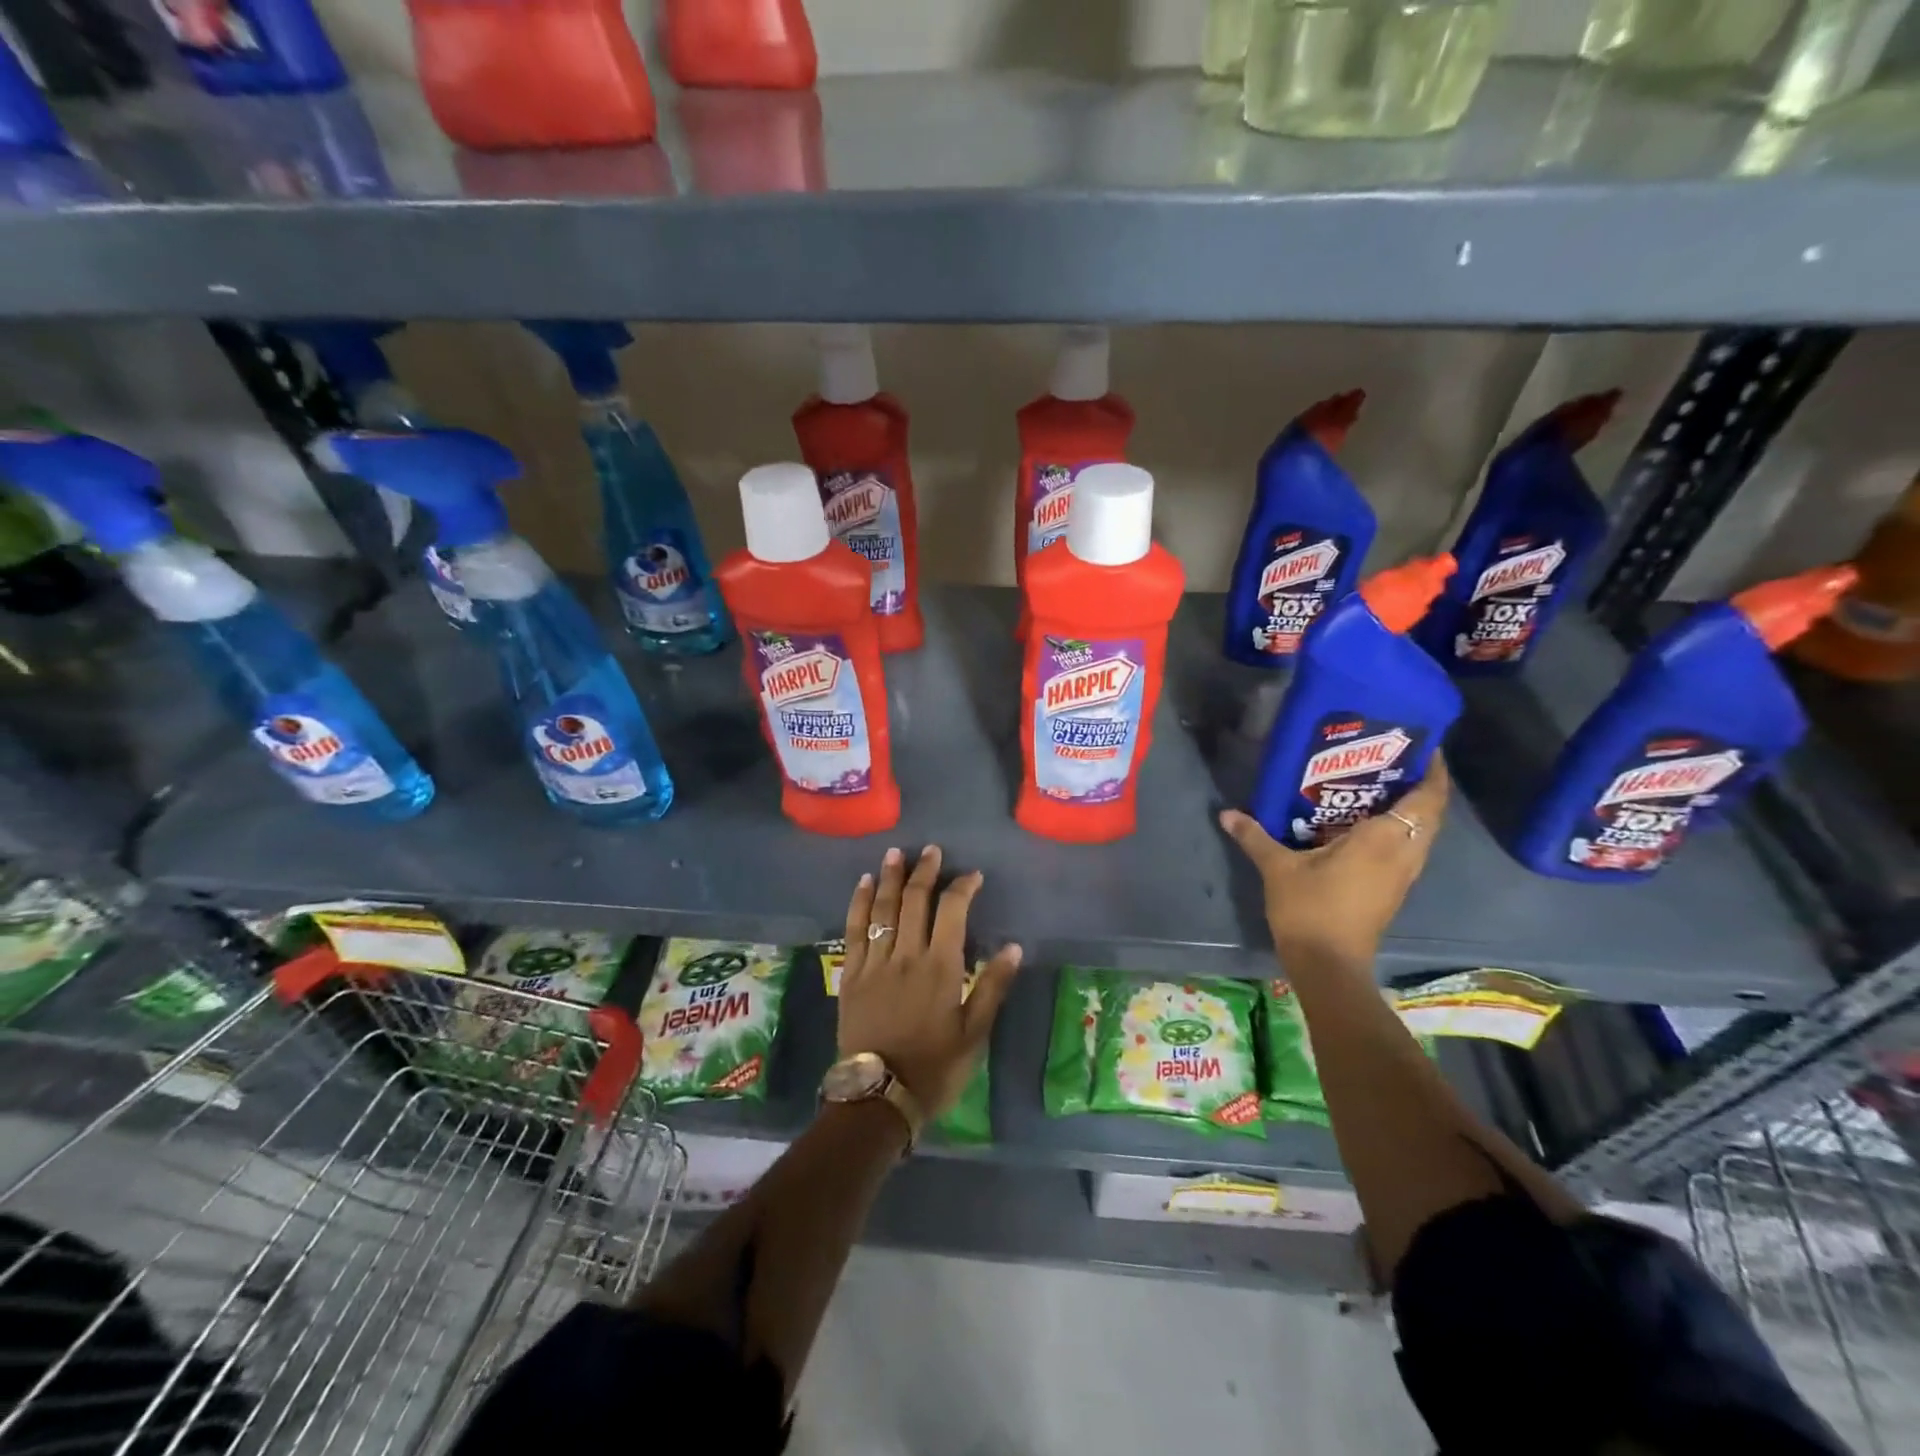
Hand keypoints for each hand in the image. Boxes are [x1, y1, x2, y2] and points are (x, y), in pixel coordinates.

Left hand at [838, 845, 1021, 1116]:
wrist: (878, 1097)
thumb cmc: (935, 1067)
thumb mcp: (975, 1034)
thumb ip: (993, 987)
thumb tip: (1014, 947)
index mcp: (940, 967)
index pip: (952, 911)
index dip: (962, 887)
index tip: (972, 876)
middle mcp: (906, 956)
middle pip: (914, 901)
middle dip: (925, 871)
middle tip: (932, 850)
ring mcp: (874, 963)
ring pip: (882, 909)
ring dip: (889, 878)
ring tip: (895, 854)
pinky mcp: (850, 974)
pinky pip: (853, 930)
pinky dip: (858, 903)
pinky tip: (862, 884)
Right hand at [1219, 755, 1449, 971]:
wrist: (1328, 964)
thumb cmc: (1310, 909)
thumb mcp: (1277, 868)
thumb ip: (1255, 836)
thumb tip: (1227, 813)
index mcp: (1384, 840)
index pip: (1427, 798)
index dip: (1433, 771)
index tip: (1421, 746)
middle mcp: (1403, 854)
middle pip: (1430, 813)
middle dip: (1419, 784)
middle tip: (1391, 759)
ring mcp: (1402, 875)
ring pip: (1421, 833)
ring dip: (1411, 808)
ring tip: (1378, 784)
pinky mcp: (1393, 889)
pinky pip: (1407, 848)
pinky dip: (1399, 829)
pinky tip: (1366, 823)